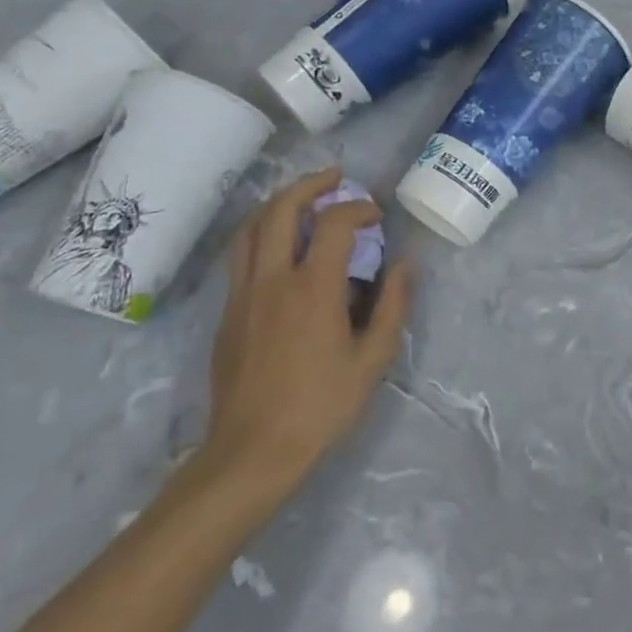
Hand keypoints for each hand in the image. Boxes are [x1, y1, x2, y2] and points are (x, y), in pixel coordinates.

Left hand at [202, 170, 411, 495]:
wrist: (251, 451)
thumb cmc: (320, 406)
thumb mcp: (373, 359)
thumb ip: (391, 305)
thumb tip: (404, 264)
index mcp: (313, 288)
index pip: (335, 223)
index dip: (359, 208)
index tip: (377, 215)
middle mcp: (273, 279)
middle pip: (281, 209)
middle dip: (311, 185)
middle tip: (336, 179)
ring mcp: (243, 294)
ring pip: (252, 227)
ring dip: (279, 202)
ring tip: (304, 198)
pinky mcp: (227, 312)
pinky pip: (241, 254)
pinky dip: (262, 231)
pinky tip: (281, 243)